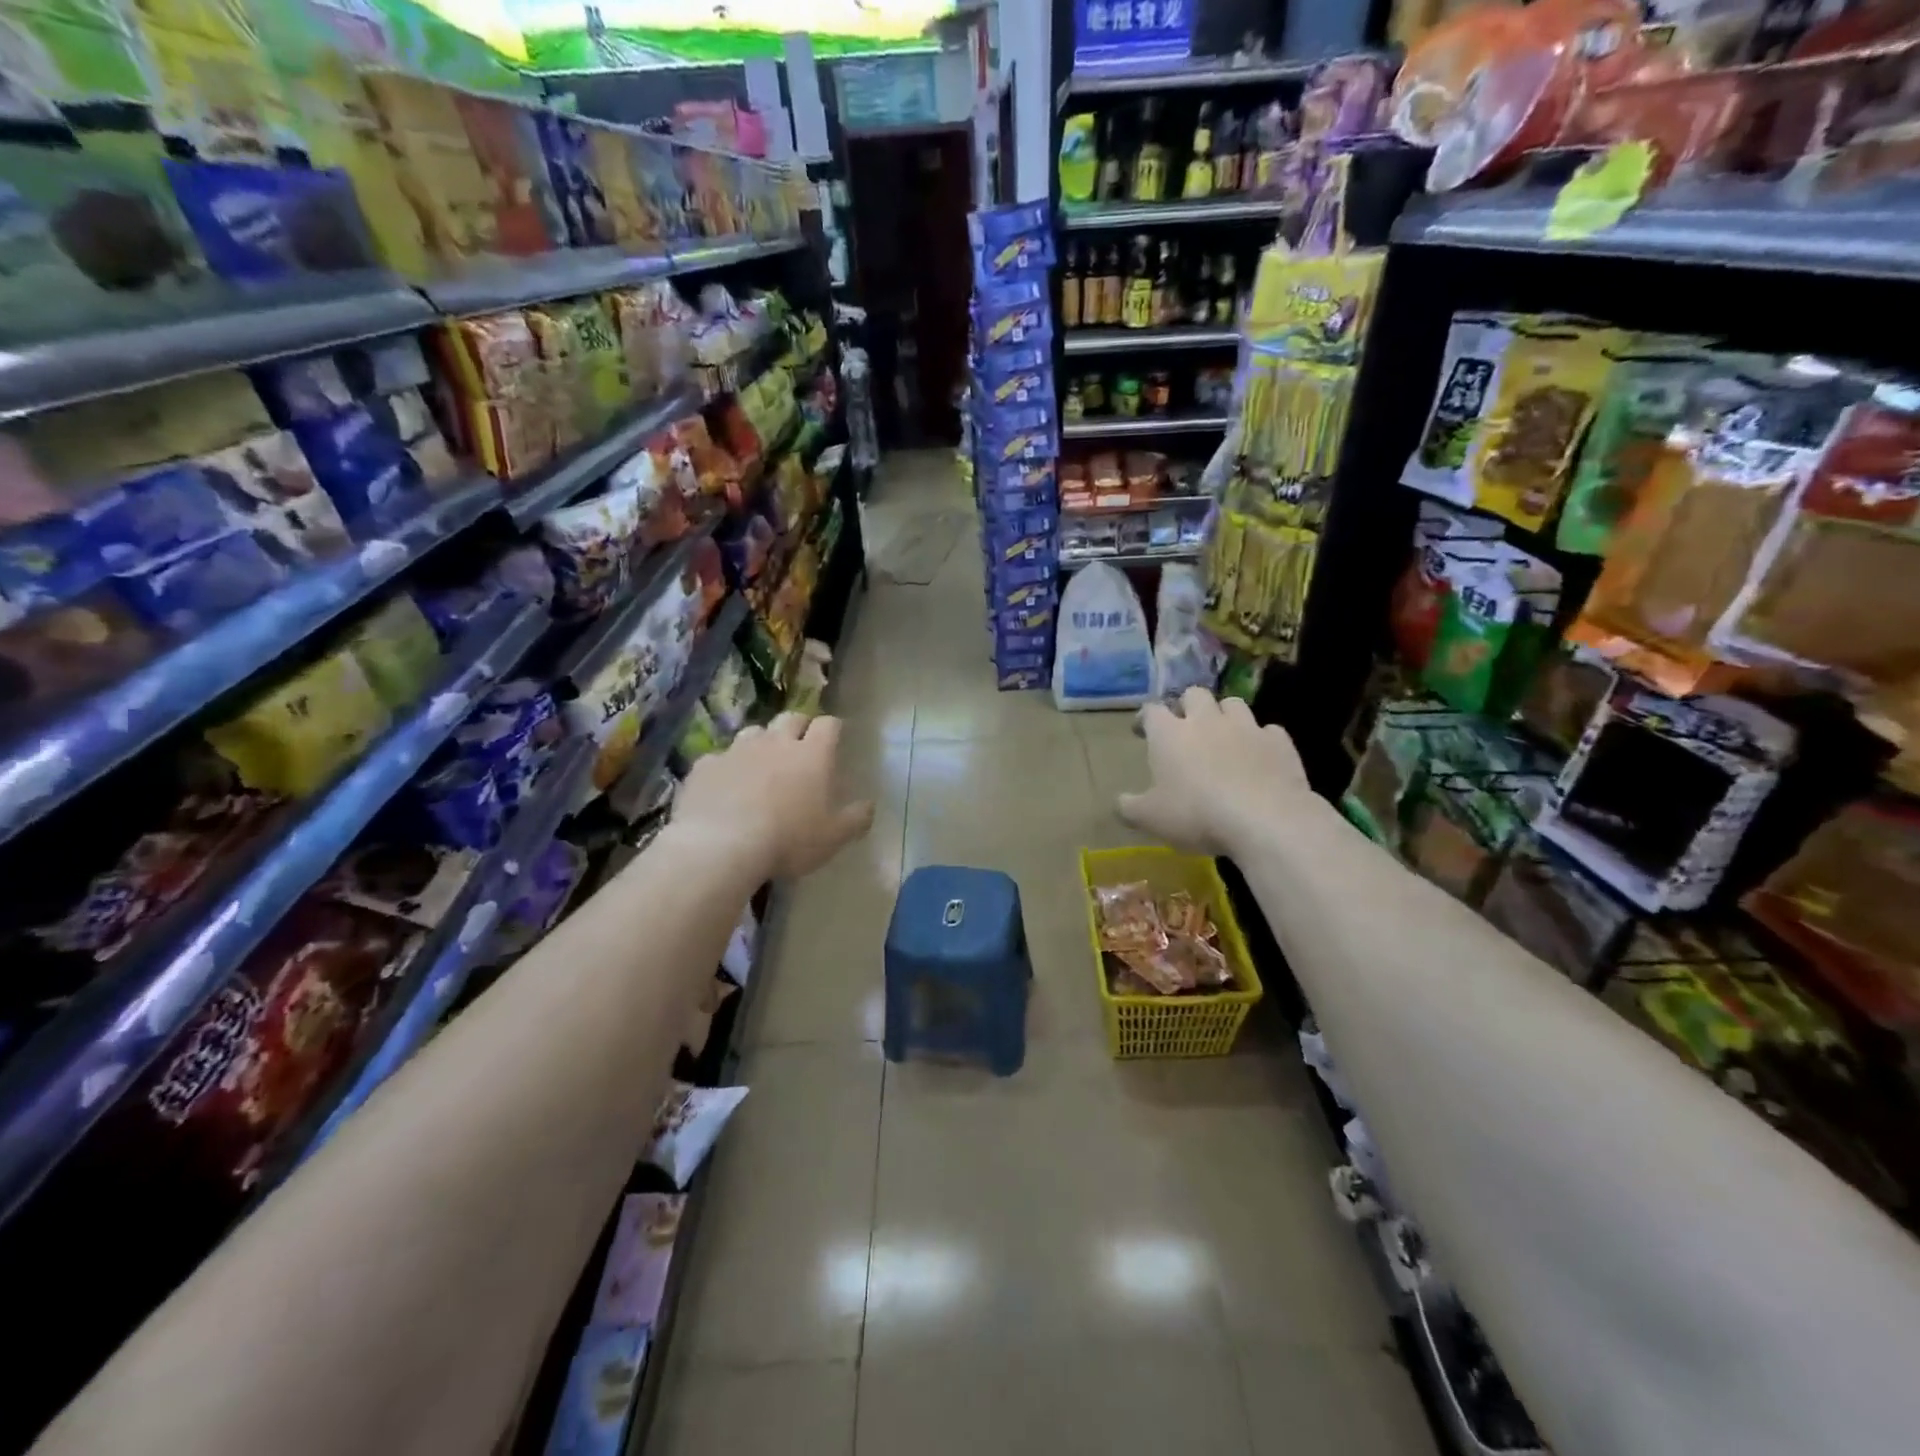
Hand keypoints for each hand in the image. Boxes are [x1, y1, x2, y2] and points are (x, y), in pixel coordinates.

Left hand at [672, 712, 875, 880]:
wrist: (721, 846)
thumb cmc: (789, 840)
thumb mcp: (834, 837)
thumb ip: (856, 818)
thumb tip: (870, 805)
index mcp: (812, 755)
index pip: (828, 724)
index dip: (832, 729)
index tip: (835, 739)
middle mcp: (776, 742)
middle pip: (791, 718)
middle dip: (798, 726)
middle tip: (800, 746)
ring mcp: (737, 750)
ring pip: (753, 732)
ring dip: (762, 742)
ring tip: (762, 763)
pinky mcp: (706, 765)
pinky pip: (718, 758)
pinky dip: (726, 767)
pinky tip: (725, 786)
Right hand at [1118, 688, 1315, 855]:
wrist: (1264, 819)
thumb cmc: (1196, 814)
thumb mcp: (1151, 818)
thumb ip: (1130, 807)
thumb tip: (1119, 802)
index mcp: (1170, 734)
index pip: (1151, 711)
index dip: (1145, 718)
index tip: (1142, 730)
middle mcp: (1206, 720)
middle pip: (1194, 694)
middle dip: (1188, 705)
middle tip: (1185, 726)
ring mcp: (1246, 727)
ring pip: (1233, 703)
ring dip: (1225, 715)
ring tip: (1223, 735)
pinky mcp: (1279, 741)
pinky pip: (1268, 730)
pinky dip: (1261, 739)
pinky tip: (1259, 756)